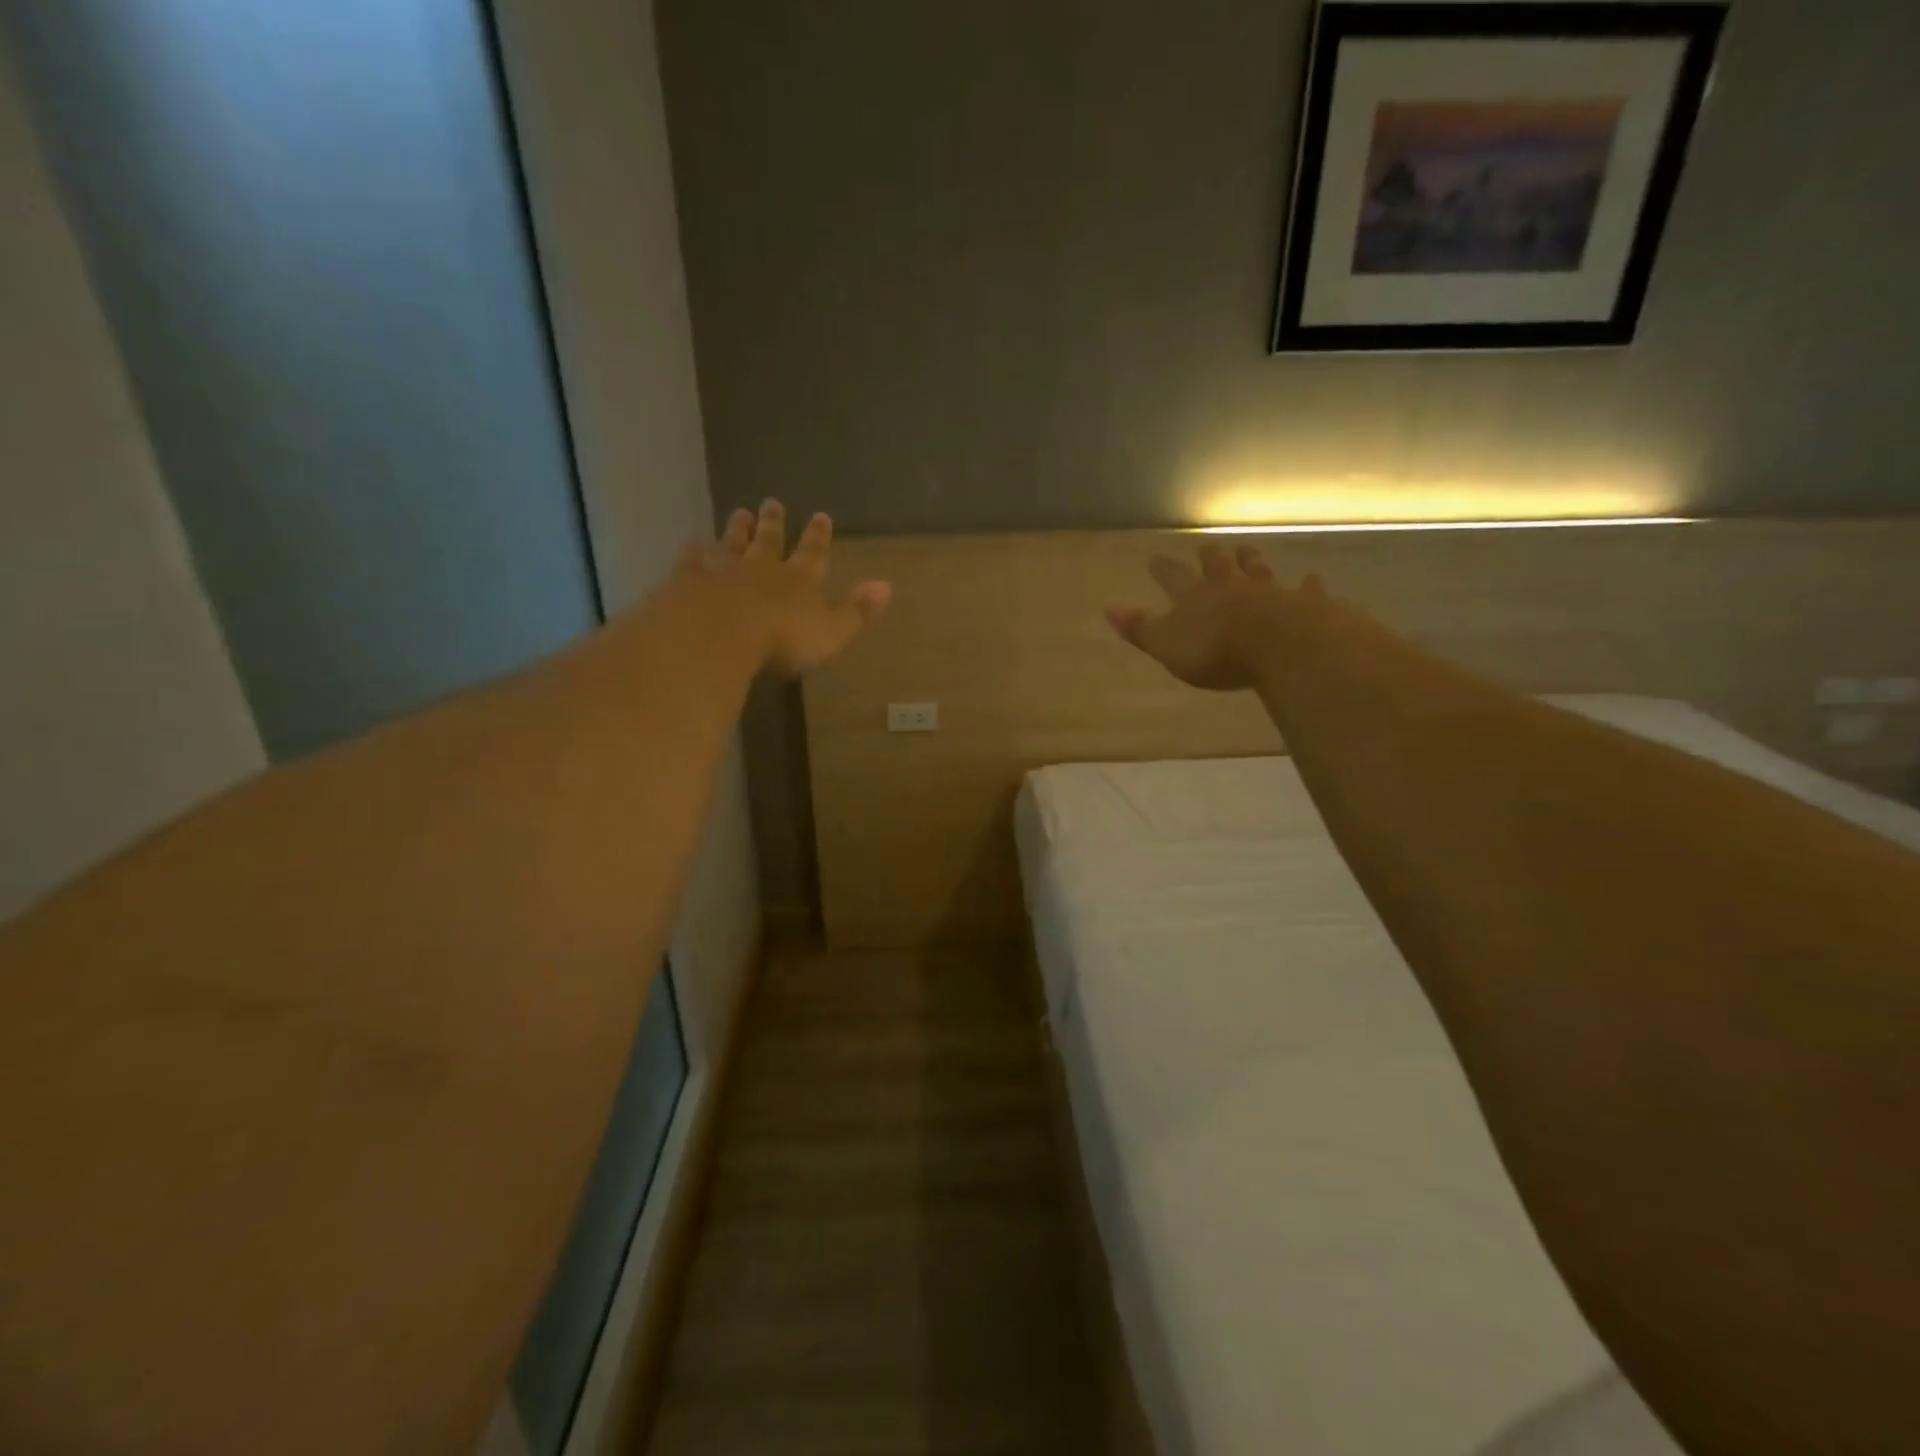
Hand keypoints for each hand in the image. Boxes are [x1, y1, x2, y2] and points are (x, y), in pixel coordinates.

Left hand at [679, 500, 890, 676]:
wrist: (717, 634)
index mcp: (799, 581)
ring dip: (736, 528)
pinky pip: (692, 558)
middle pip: (769, 540)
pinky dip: (692, 547)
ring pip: (732, 543)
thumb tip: (887, 586)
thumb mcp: (832, 632)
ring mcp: (722, 569)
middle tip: (772, 502)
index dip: (818, 536)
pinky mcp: (689, 579)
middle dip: (773, 523)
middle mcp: (762, 567)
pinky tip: (690, 537)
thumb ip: (858, 611)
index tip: (820, 515)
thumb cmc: (781, 639)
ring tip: (738, 512)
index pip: (813, 553)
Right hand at [1108, 541, 1319, 690]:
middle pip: (1218, 566)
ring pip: (1258, 570)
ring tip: (1247, 550)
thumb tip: (1109, 608)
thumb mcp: (1167, 645)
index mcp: (1195, 597)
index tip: (1154, 559)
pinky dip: (1308, 585)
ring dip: (1251, 560)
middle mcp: (1231, 586)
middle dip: (1210, 557)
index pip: (1173, 578)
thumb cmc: (1216, 650)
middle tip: (1206, 547)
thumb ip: (1140, 628)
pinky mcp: (1305, 603)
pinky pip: (1306, 590)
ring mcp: (1270, 592)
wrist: (1281, 644)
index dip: (1163, 569)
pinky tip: (1312, 579)